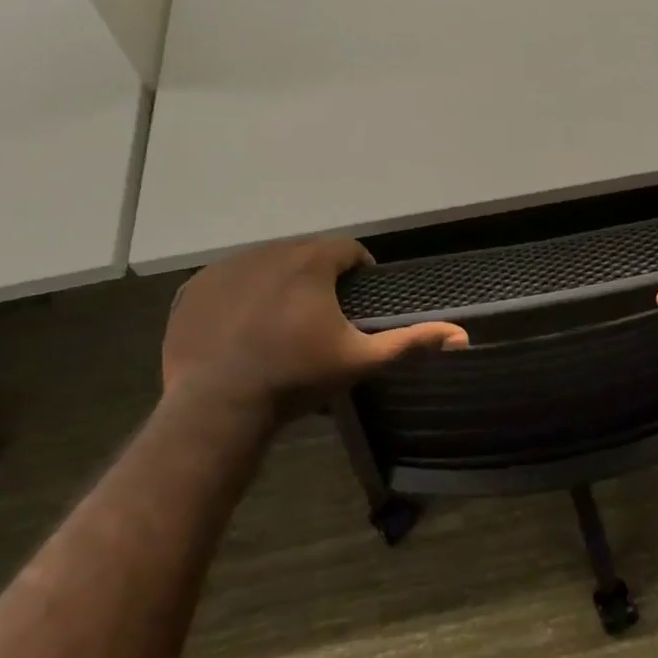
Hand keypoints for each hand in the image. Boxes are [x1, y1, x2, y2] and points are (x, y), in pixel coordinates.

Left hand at [162, 239, 467, 414]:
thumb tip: (463, 336)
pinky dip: (240, 297)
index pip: (347, 250)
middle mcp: (268, 252)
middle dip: (317, 277)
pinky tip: (242, 328)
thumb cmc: (296, 378)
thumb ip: (410, 342)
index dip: (358, 272)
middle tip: (319, 317)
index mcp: (311, 261)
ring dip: (279, 283)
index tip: (356, 301)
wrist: (218, 407)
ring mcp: (226, 268)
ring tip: (281, 323)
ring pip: (265, 264)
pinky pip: (227, 281)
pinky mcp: (195, 288)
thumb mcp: (360, 361)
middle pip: (305, 255)